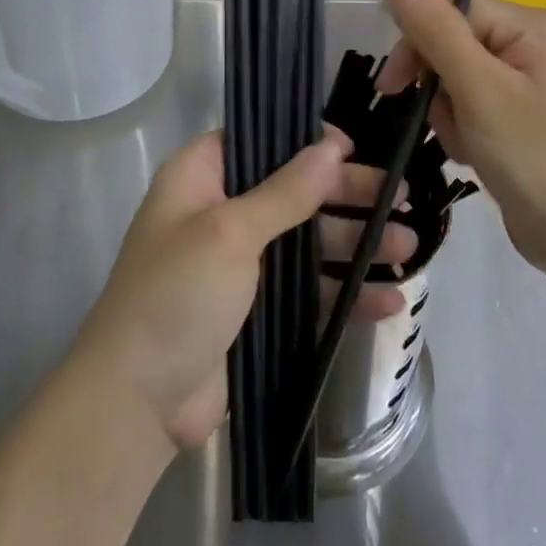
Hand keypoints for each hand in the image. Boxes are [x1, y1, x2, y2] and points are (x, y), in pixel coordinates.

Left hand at [71, 126, 414, 455]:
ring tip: (410, 246)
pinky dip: (345, 294)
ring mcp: (241, 265)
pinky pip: (309, 292)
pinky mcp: (257, 312)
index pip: (260, 139)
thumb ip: (285, 191)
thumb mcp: (229, 233)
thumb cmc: (176, 295)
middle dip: (347, 195)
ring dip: (356, 243)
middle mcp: (222, 212)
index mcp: (201, 177)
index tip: (354, 146)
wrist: (136, 406)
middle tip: (400, 195)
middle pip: (295, 190)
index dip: (306, 139)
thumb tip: (332, 146)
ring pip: (308, 242)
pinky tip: (389, 301)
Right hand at [376, 0, 545, 280]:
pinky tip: (476, 156)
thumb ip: (435, 29)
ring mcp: (530, 80)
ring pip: (456, 77)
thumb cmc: (535, 161)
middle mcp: (534, 42)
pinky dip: (464, 128)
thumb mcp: (478, 90)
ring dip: (449, 113)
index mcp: (532, 25)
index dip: (417, 45)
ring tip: (469, 146)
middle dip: (439, 88)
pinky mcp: (523, 113)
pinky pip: (473, 102)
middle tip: (447, 126)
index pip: (451, 11)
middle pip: (452, 43)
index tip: (391, 89)